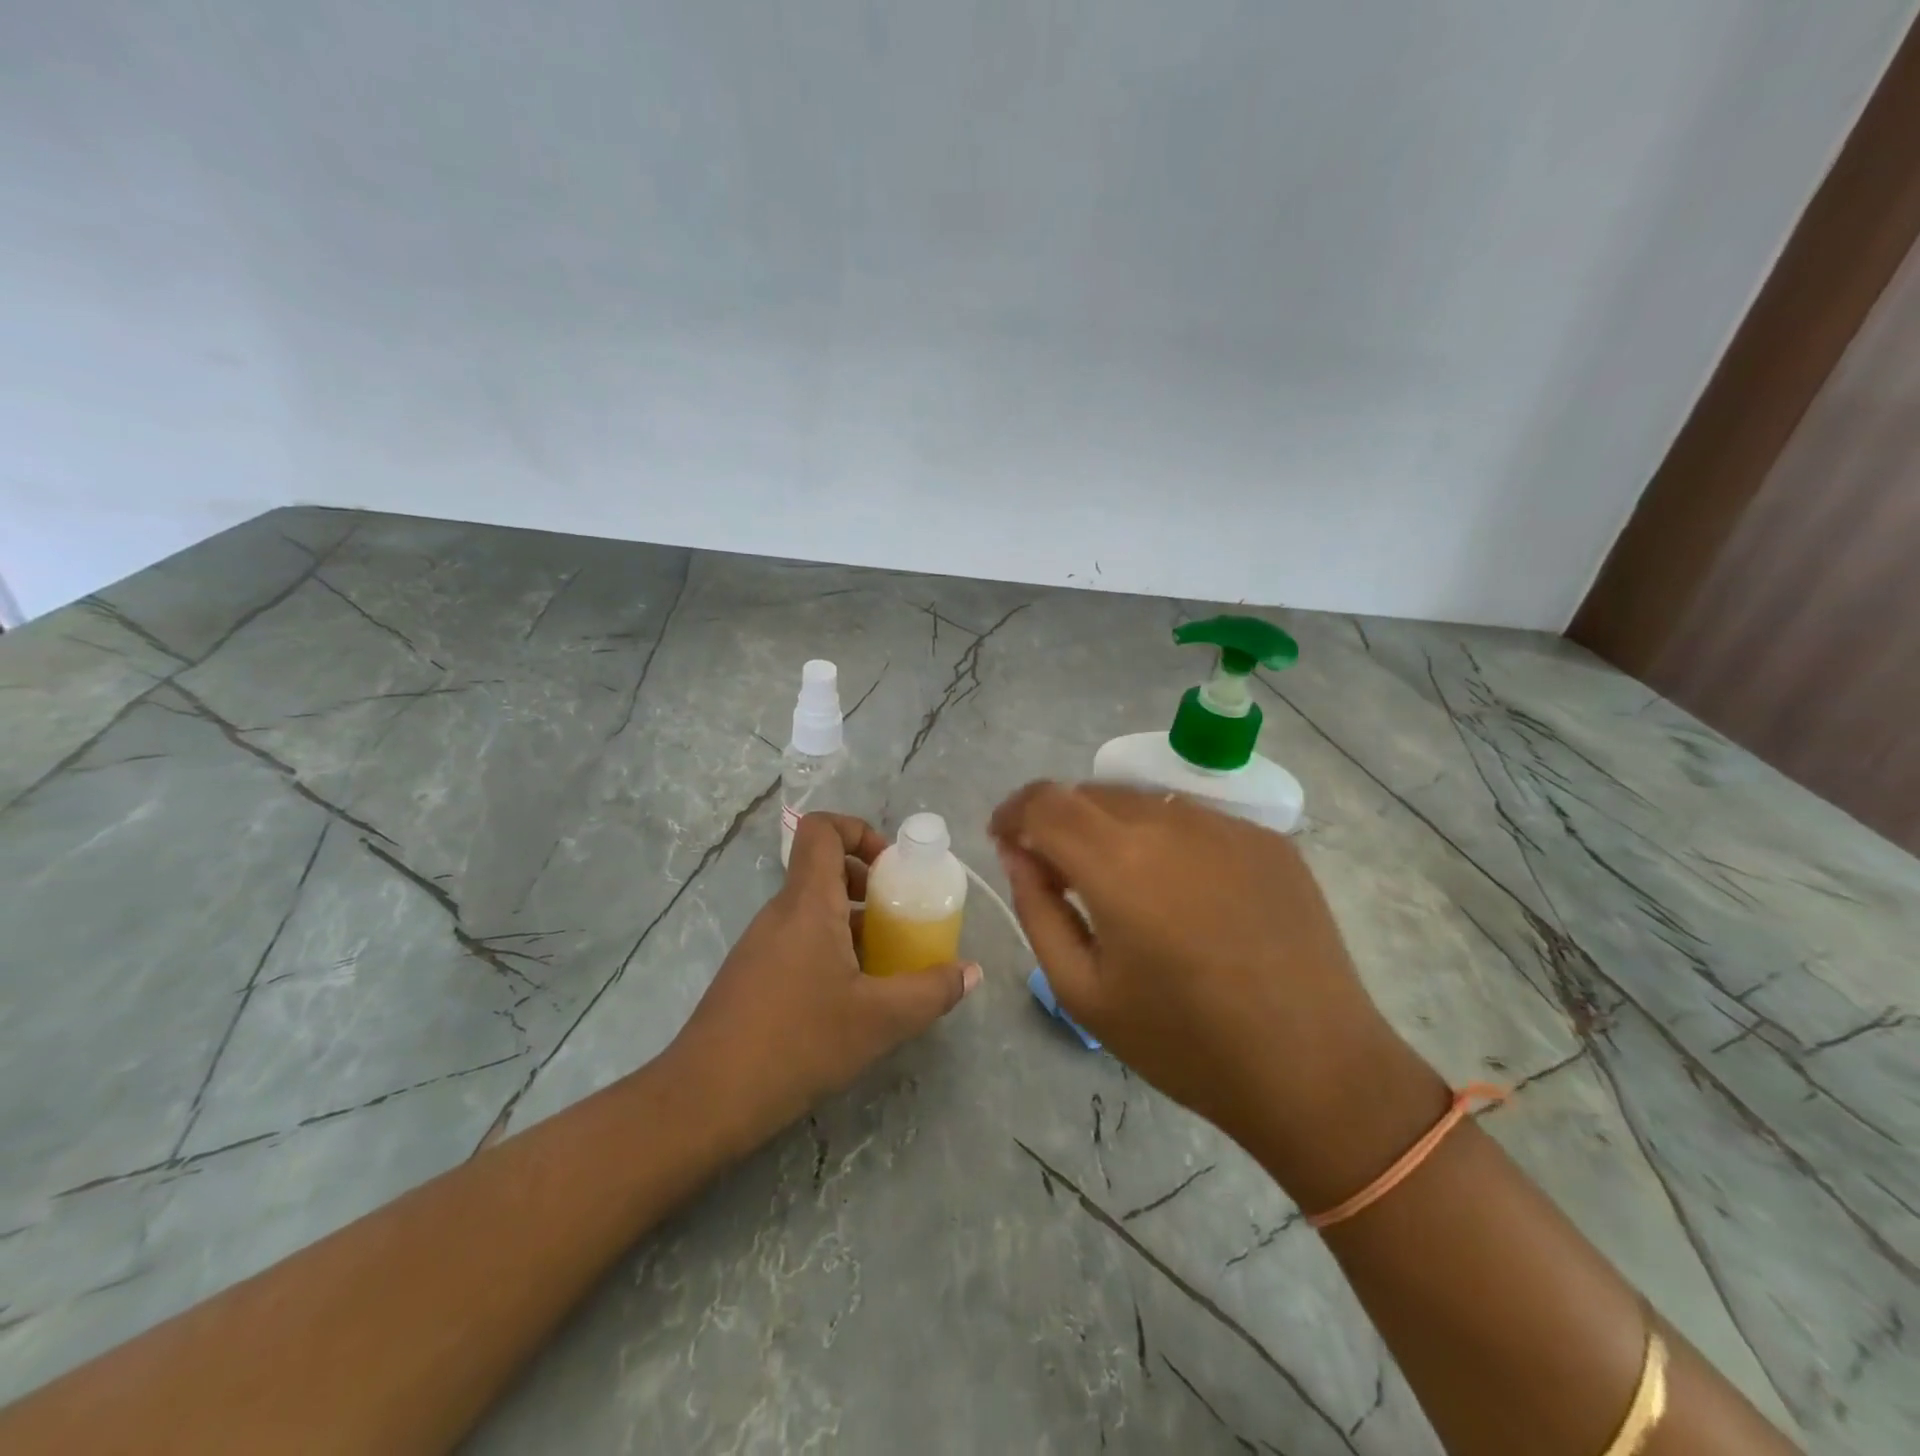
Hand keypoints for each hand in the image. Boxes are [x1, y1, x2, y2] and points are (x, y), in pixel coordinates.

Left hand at [670, 812, 980, 1149]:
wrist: (705, 1100)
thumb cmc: (797, 1043)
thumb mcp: (880, 1020)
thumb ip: (931, 992)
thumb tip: (970, 972)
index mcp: (807, 903)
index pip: (821, 828)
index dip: (859, 830)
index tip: (891, 868)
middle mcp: (780, 912)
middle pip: (823, 869)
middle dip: (868, 884)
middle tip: (900, 919)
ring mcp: (761, 944)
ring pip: (812, 909)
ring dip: (853, 923)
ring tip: (884, 965)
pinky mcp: (751, 975)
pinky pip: (798, 940)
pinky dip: (830, 950)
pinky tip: (849, 999)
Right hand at [990, 782, 1442, 1203]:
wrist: (1316, 1069)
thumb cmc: (1184, 1043)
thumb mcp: (1083, 990)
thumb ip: (1038, 909)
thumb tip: (1019, 853)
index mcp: (1118, 862)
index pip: (1044, 801)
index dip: (1014, 812)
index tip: (1005, 840)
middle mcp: (1171, 822)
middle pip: (1090, 793)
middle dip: (1058, 822)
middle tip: (1058, 874)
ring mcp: (1226, 825)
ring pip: (1142, 801)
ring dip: (1111, 828)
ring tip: (1122, 886)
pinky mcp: (1267, 838)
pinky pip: (1192, 819)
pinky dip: (1165, 839)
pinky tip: (1183, 893)